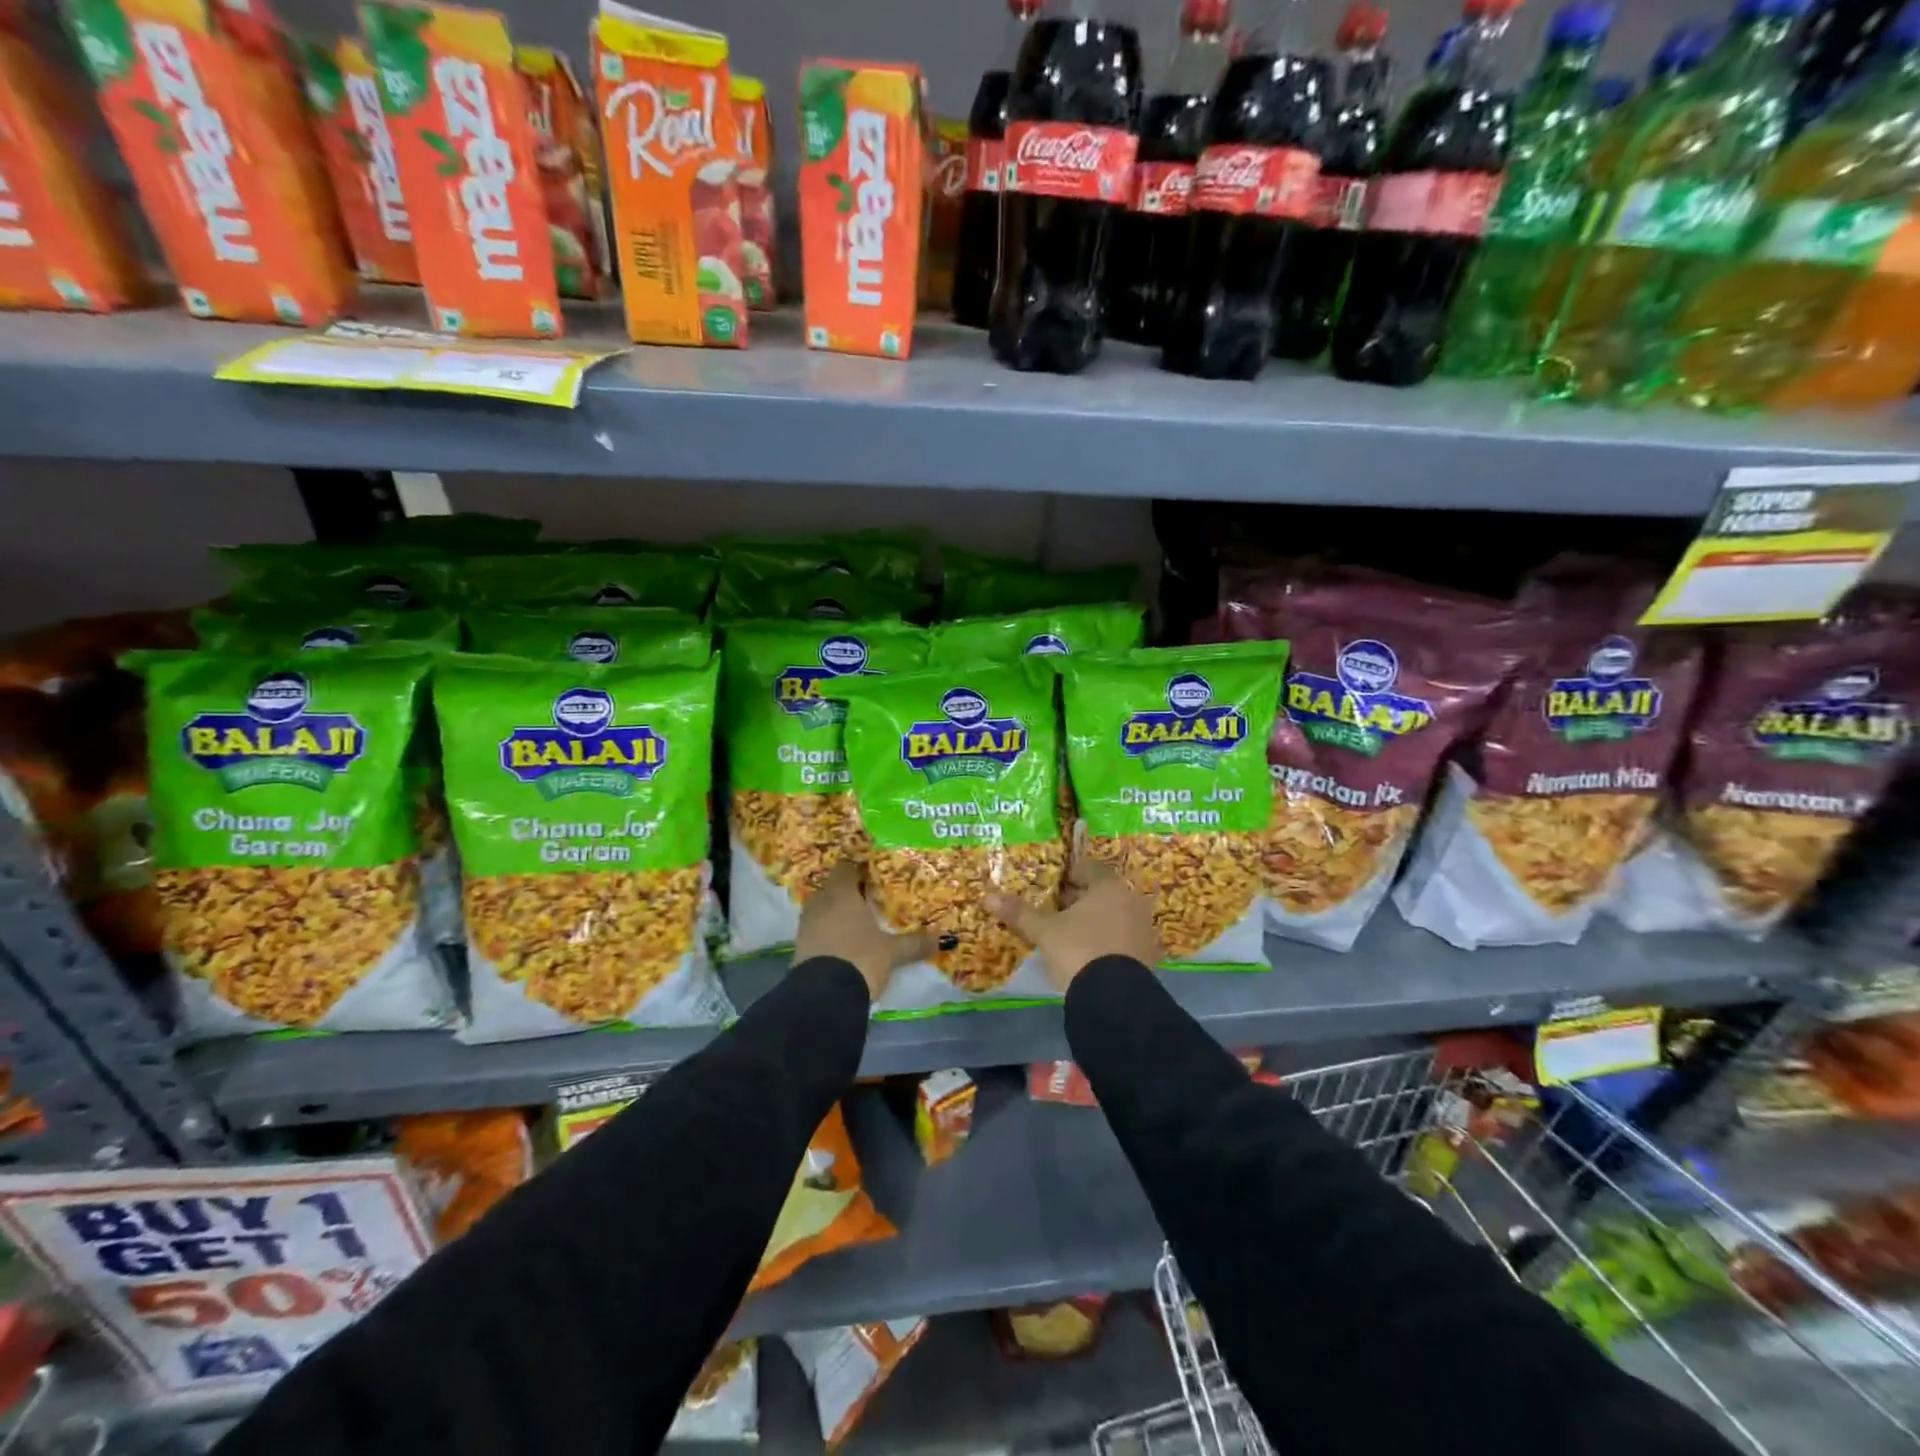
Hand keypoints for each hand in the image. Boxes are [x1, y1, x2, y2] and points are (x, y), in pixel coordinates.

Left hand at [793, 862, 929, 1001]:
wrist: (823, 997)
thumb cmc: (860, 958)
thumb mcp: (892, 952)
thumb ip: (916, 942)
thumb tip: (946, 938)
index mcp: (841, 893)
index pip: (846, 867)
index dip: (860, 869)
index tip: (876, 874)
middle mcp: (820, 902)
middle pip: (834, 887)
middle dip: (851, 892)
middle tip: (873, 898)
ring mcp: (806, 925)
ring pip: (824, 908)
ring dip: (839, 912)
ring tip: (861, 921)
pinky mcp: (800, 947)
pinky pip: (817, 929)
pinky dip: (830, 931)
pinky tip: (846, 942)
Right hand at [988, 853, 1161, 994]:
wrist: (1115, 998)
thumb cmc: (1078, 950)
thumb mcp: (1044, 931)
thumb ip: (1020, 913)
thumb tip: (988, 896)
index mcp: (1109, 886)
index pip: (1089, 868)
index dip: (1070, 874)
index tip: (1053, 885)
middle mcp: (1132, 901)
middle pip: (1103, 892)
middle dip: (1081, 899)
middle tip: (1057, 909)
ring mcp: (1144, 929)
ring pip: (1115, 915)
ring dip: (1096, 920)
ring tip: (1071, 933)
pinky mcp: (1149, 956)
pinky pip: (1124, 938)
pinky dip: (1108, 941)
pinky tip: (1090, 954)